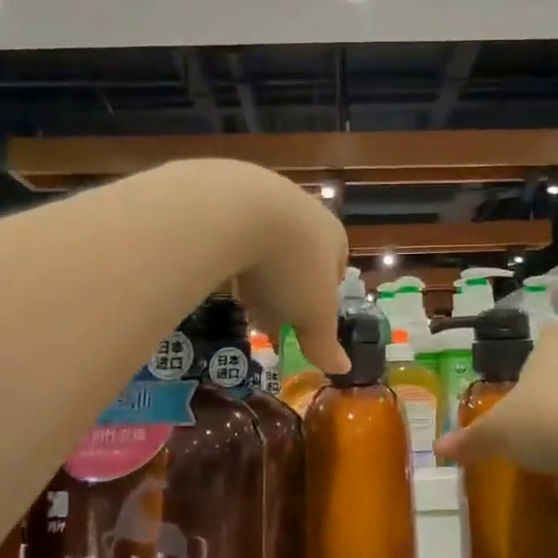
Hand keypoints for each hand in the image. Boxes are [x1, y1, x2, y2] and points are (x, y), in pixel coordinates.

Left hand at [205, 162, 350, 374]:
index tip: (301, 322)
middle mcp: (304, 209)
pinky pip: (230, 225)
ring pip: (264, 237)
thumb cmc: (288, 268)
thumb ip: (324, 343)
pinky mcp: (225, 188)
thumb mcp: (312, 316)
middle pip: (299, 253)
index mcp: (333, 235)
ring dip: (255, 264)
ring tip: (238, 292)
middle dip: (286, 284)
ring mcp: (264, 193)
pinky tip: (213, 264)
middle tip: (267, 313)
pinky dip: (226, 246)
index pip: (335, 269)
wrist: (235, 211)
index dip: (320, 298)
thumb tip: (343, 369)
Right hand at [434, 321, 557, 493]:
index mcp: (552, 356)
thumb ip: (472, 440)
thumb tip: (439, 447)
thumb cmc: (547, 422)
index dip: (546, 341)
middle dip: (557, 388)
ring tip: (556, 450)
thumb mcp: (499, 434)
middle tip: (535, 413)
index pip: (553, 333)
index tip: (539, 352)